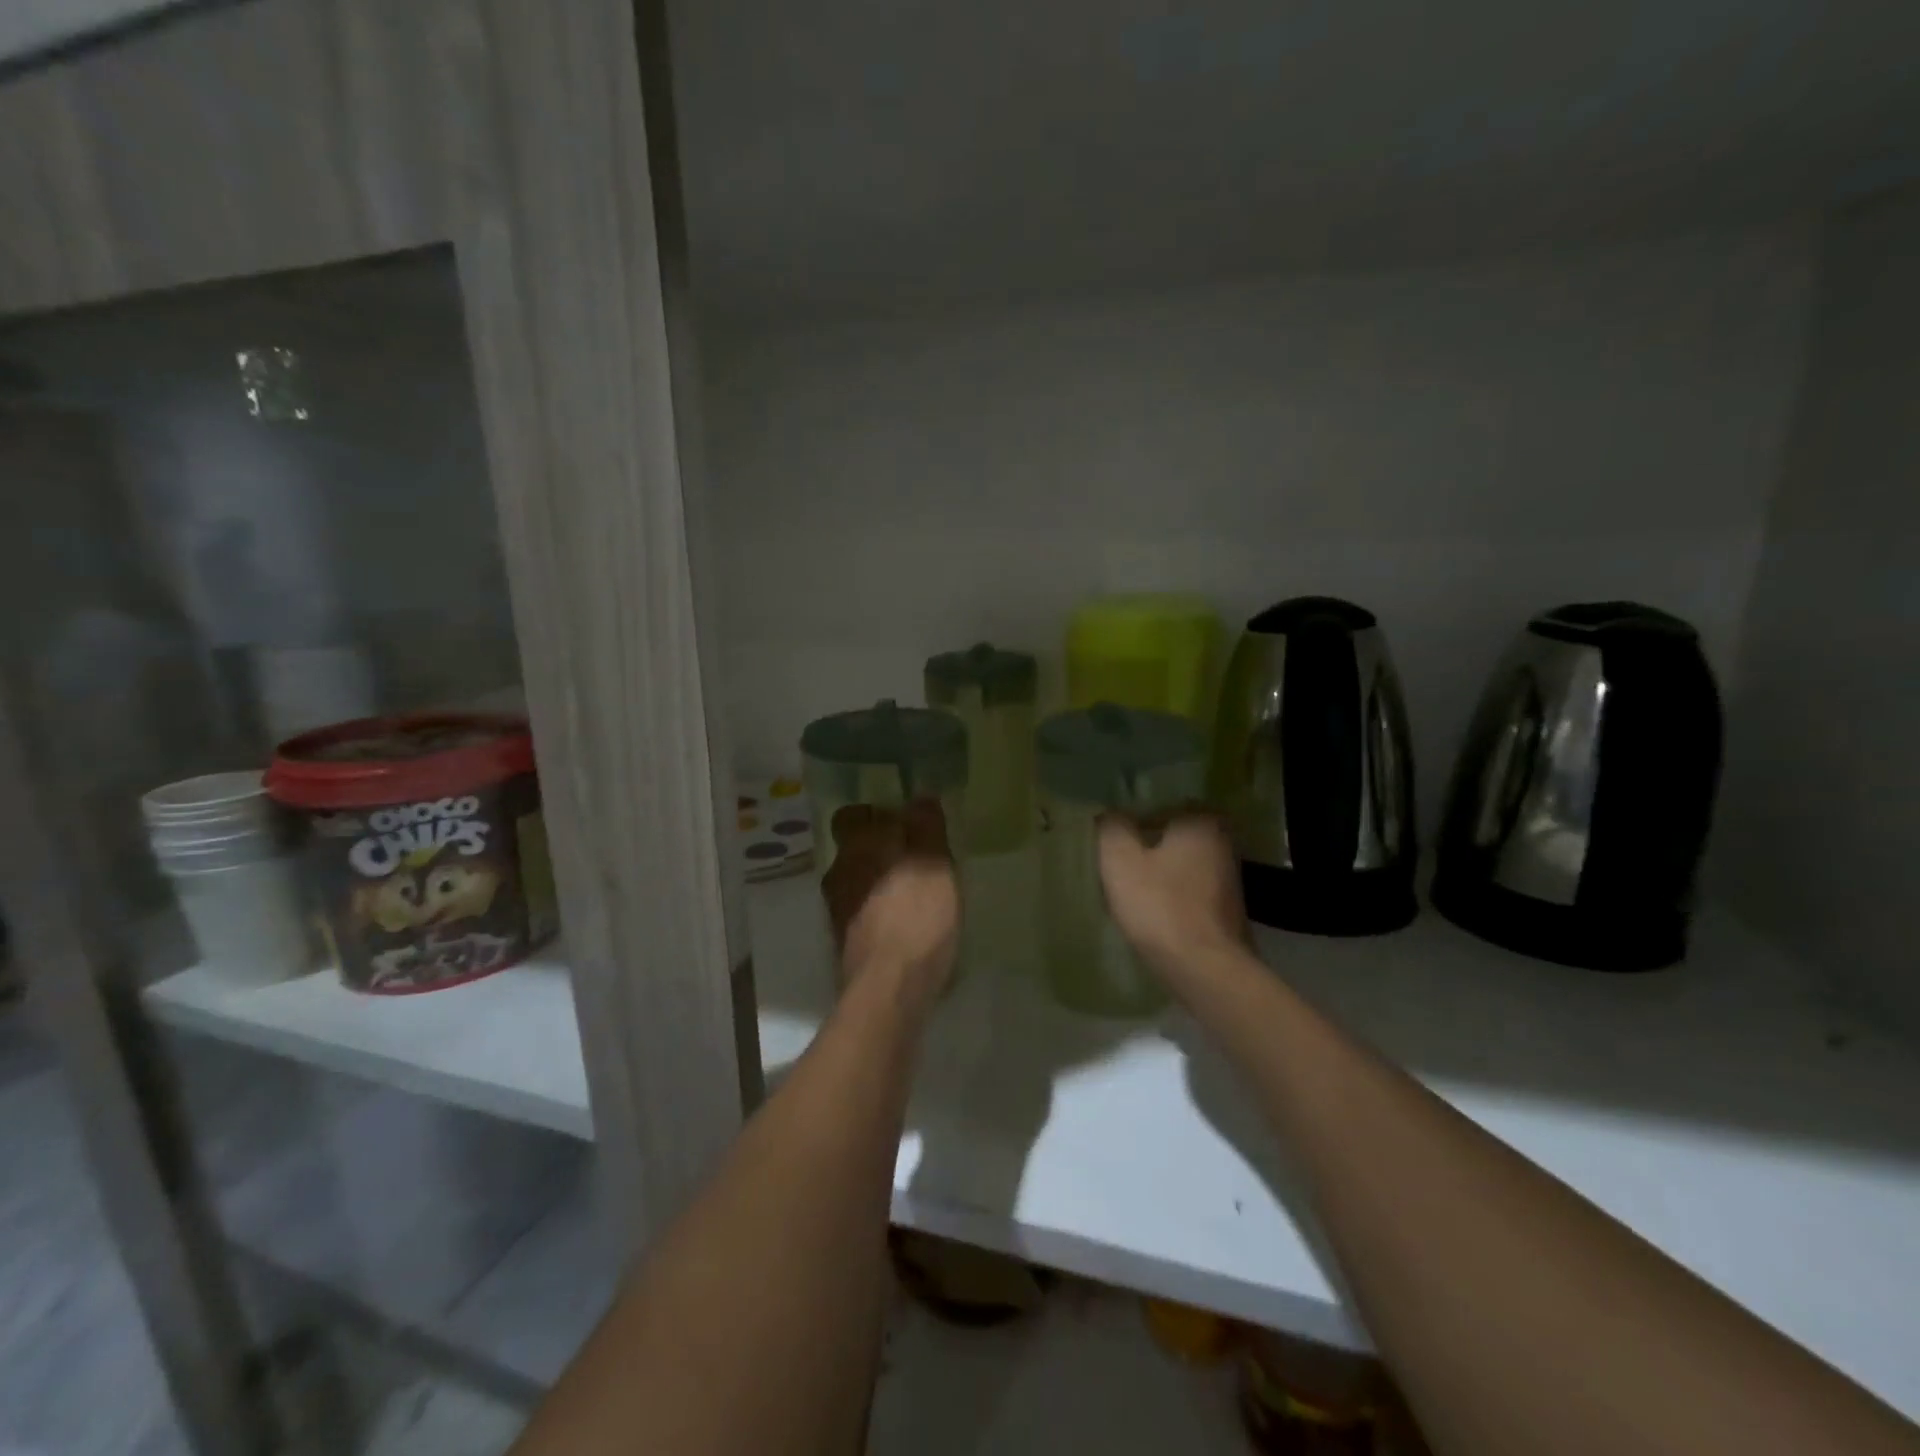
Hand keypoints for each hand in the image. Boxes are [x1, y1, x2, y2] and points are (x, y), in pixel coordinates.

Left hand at [821, 799, 958, 1008]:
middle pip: (857, 850)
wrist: (889, 987)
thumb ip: (927, 827)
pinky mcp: (847, 943)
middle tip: (918, 858)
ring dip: (882, 883)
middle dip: (882, 851)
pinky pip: (864, 913)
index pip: (851, 816)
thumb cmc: (916, 915)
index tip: (903, 822)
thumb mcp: (934, 863)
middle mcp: (839, 873)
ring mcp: (838, 911)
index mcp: (857, 846)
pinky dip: (881, 912)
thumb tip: (921, 795)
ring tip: (918, 893)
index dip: (874, 816)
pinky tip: (908, 924)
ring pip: (859, 882)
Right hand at [1097, 812, 1248, 979]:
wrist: (1204, 969)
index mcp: (1201, 822)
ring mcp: (1230, 879)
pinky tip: (1152, 910)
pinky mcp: (1228, 911)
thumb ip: (1112, 828)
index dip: (1137, 817)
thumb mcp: (1120, 860)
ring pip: (1184, 864)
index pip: (1165, 804)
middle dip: (1149, 844)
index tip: (1116, 835)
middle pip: (1175, 835)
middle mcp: (1223, 843)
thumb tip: (1111, 814)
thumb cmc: (1160, 905)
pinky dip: (1173, 895)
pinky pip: (1192, 890)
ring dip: (1161, 872)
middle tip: (1119, 858)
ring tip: (1130, 886)